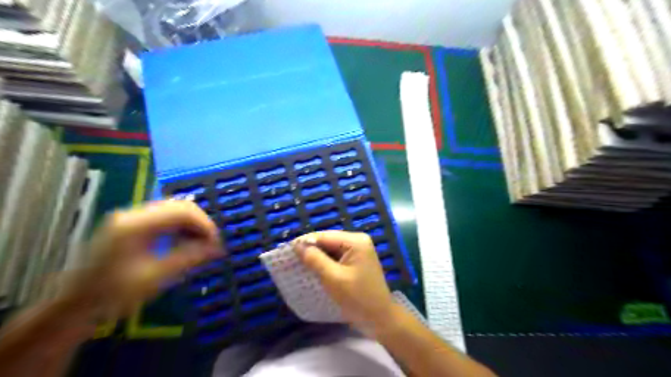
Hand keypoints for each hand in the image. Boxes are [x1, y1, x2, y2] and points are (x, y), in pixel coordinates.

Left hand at [60, 201, 222, 319]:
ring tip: (200, 245)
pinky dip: (179, 227)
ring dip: (191, 225)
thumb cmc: (113, 294)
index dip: (205, 224)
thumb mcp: (155, 277)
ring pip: (173, 210)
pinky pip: (163, 217)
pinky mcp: (130, 224)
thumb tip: (219, 248)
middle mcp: (133, 214)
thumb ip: (189, 258)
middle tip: (211, 244)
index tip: (216, 242)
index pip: (182, 211)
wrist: (74, 305)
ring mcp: (130, 217)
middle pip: (179, 206)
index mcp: (136, 225)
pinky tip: (183, 242)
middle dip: (200, 223)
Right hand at [295, 230, 396, 332]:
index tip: (286, 251)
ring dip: (316, 257)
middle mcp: (358, 241)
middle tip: (290, 259)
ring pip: (331, 250)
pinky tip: (313, 270)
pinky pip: (336, 258)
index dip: (305, 242)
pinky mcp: (356, 262)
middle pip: (328, 241)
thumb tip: (298, 245)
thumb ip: (315, 259)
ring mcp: (358, 251)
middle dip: (310, 250)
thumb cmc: (357, 298)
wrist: (380, 319)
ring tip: (298, 264)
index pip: (325, 236)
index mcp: (355, 241)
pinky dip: (325, 263)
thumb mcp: (333, 278)